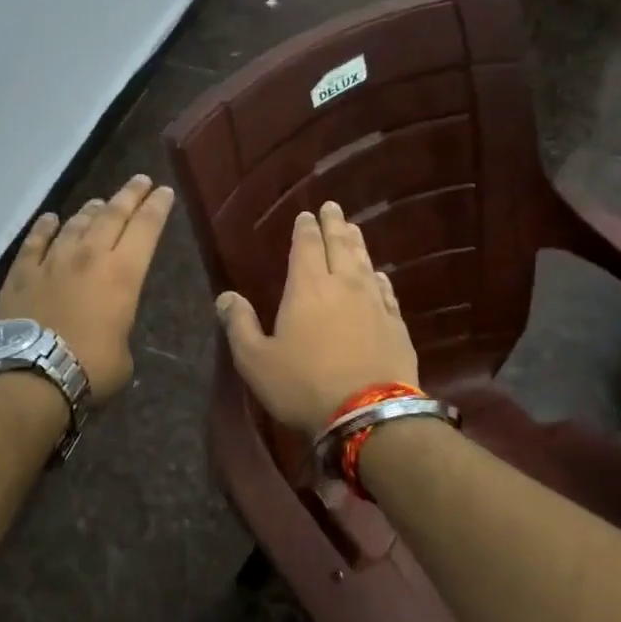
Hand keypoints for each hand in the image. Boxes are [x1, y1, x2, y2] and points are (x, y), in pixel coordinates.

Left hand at [0, 173, 175, 404]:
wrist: (29, 375)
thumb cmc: (89, 369)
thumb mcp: (123, 354)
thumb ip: (119, 328)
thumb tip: (109, 327)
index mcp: (122, 274)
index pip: (146, 229)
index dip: (157, 207)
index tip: (165, 191)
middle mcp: (89, 256)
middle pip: (113, 214)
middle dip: (130, 195)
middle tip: (141, 180)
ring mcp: (52, 261)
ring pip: (76, 223)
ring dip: (91, 210)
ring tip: (99, 202)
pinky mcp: (21, 273)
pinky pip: (35, 241)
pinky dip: (45, 227)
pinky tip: (50, 219)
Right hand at [215, 201, 418, 433]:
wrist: (368, 414)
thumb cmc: (304, 385)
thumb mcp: (256, 360)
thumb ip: (239, 325)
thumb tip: (225, 296)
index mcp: (307, 288)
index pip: (307, 246)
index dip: (306, 229)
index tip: (306, 214)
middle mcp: (343, 286)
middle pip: (339, 245)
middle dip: (334, 224)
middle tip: (333, 207)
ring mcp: (374, 304)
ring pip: (365, 263)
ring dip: (357, 244)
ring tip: (353, 229)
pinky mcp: (395, 325)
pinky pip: (386, 292)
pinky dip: (379, 278)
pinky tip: (379, 276)